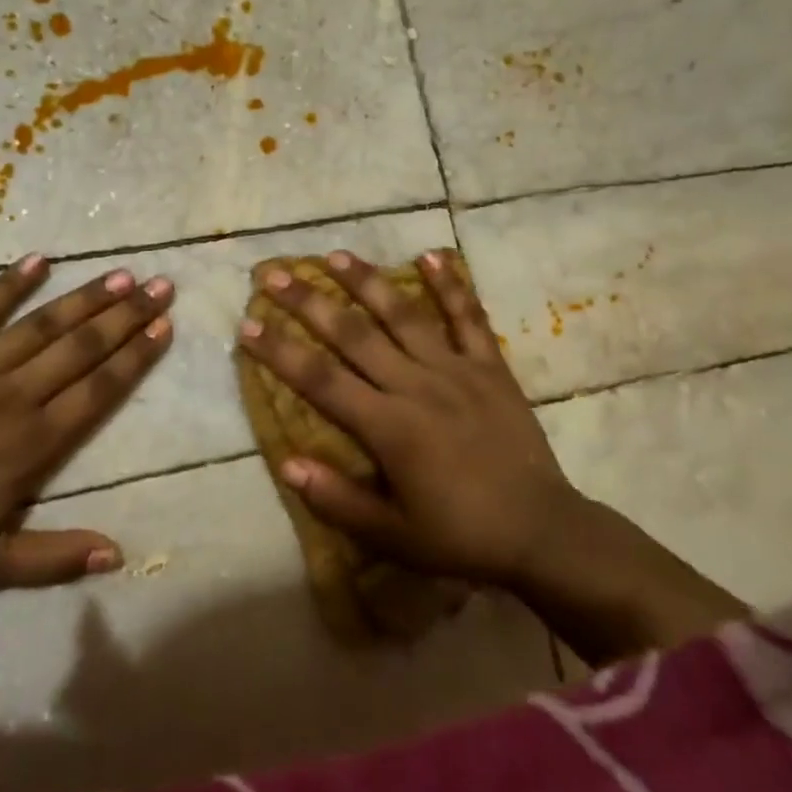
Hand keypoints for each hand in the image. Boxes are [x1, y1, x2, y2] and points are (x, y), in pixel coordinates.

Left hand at [0, 254, 173, 591]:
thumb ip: (56, 558)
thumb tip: (118, 554)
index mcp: (33, 444)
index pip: (99, 391)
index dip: (135, 357)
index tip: (164, 327)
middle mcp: (16, 396)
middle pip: (82, 348)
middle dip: (126, 316)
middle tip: (162, 286)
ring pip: (44, 325)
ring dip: (86, 297)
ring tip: (121, 274)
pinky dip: (11, 283)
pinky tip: (40, 259)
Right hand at [236, 249, 578, 593]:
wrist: (544, 532)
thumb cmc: (461, 536)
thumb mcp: (394, 536)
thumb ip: (339, 499)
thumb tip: (286, 463)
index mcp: (390, 427)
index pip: (321, 380)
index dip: (281, 351)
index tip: (248, 323)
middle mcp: (417, 386)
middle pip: (353, 335)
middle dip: (310, 302)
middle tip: (276, 274)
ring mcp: (456, 370)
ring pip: (403, 315)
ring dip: (367, 282)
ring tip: (336, 255)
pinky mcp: (490, 367)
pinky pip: (468, 319)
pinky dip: (450, 285)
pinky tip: (431, 255)